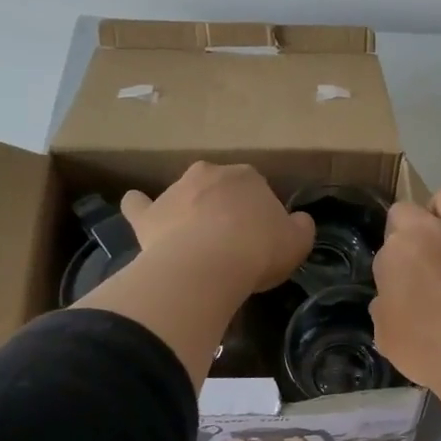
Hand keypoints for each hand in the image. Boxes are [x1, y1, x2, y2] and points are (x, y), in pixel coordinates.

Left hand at [119, 162, 313, 294]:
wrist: (208, 266)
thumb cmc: (258, 251)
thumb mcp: (298, 242)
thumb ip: (301, 227)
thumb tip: (298, 220)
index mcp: (248, 176)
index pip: (258, 190)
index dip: (260, 214)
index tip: (262, 238)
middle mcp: (209, 174)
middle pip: (220, 188)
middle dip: (225, 207)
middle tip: (232, 240)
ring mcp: (175, 191)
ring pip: (185, 195)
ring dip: (190, 210)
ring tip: (196, 242)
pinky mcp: (148, 215)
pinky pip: (139, 205)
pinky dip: (140, 207)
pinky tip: (140, 211)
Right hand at [370, 188, 440, 386]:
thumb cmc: (424, 346)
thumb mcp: (385, 334)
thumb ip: (384, 306)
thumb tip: (391, 297)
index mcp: (397, 249)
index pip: (385, 245)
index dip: (390, 264)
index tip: (397, 285)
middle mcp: (430, 231)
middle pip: (409, 210)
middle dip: (408, 227)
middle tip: (417, 257)